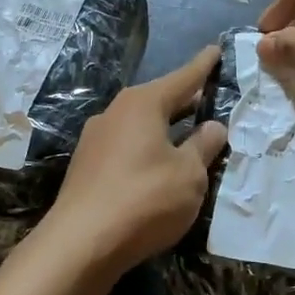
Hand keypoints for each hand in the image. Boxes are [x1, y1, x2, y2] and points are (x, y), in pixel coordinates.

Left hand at [47, 46, 229, 274]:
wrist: (80, 244)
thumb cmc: (144, 199)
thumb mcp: (189, 175)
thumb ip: (203, 146)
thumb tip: (213, 126)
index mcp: (143, 104)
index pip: (182, 78)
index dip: (203, 66)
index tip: (214, 49)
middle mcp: (115, 112)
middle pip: (158, 99)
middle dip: (183, 99)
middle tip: (208, 96)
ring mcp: (95, 139)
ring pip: (140, 124)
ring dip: (164, 127)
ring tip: (186, 133)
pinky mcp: (86, 167)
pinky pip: (126, 146)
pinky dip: (146, 148)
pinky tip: (157, 165)